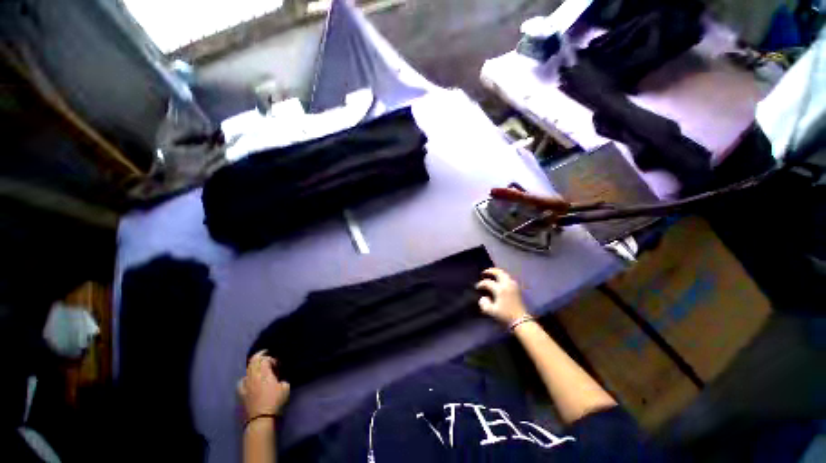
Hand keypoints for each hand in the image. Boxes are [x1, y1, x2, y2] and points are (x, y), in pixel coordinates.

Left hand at [238, 350, 290, 419]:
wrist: (261, 419)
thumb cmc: (276, 402)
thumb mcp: (286, 387)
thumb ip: (282, 378)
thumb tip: (279, 378)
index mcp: (265, 373)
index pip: (265, 359)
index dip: (271, 359)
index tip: (278, 364)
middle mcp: (254, 376)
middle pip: (254, 361)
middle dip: (260, 355)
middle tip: (266, 353)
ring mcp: (246, 385)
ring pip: (247, 370)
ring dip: (253, 366)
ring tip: (258, 366)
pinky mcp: (241, 393)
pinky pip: (242, 381)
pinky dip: (246, 377)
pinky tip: (249, 380)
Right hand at [475, 268, 528, 325]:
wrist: (521, 322)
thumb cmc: (505, 316)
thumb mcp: (491, 311)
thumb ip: (484, 303)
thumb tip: (484, 298)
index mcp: (500, 289)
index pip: (487, 282)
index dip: (481, 284)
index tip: (477, 287)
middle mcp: (507, 284)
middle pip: (499, 273)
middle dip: (491, 271)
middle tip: (484, 272)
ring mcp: (513, 286)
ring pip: (505, 274)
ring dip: (498, 273)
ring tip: (492, 275)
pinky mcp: (517, 289)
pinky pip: (509, 279)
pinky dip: (503, 277)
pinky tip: (500, 281)